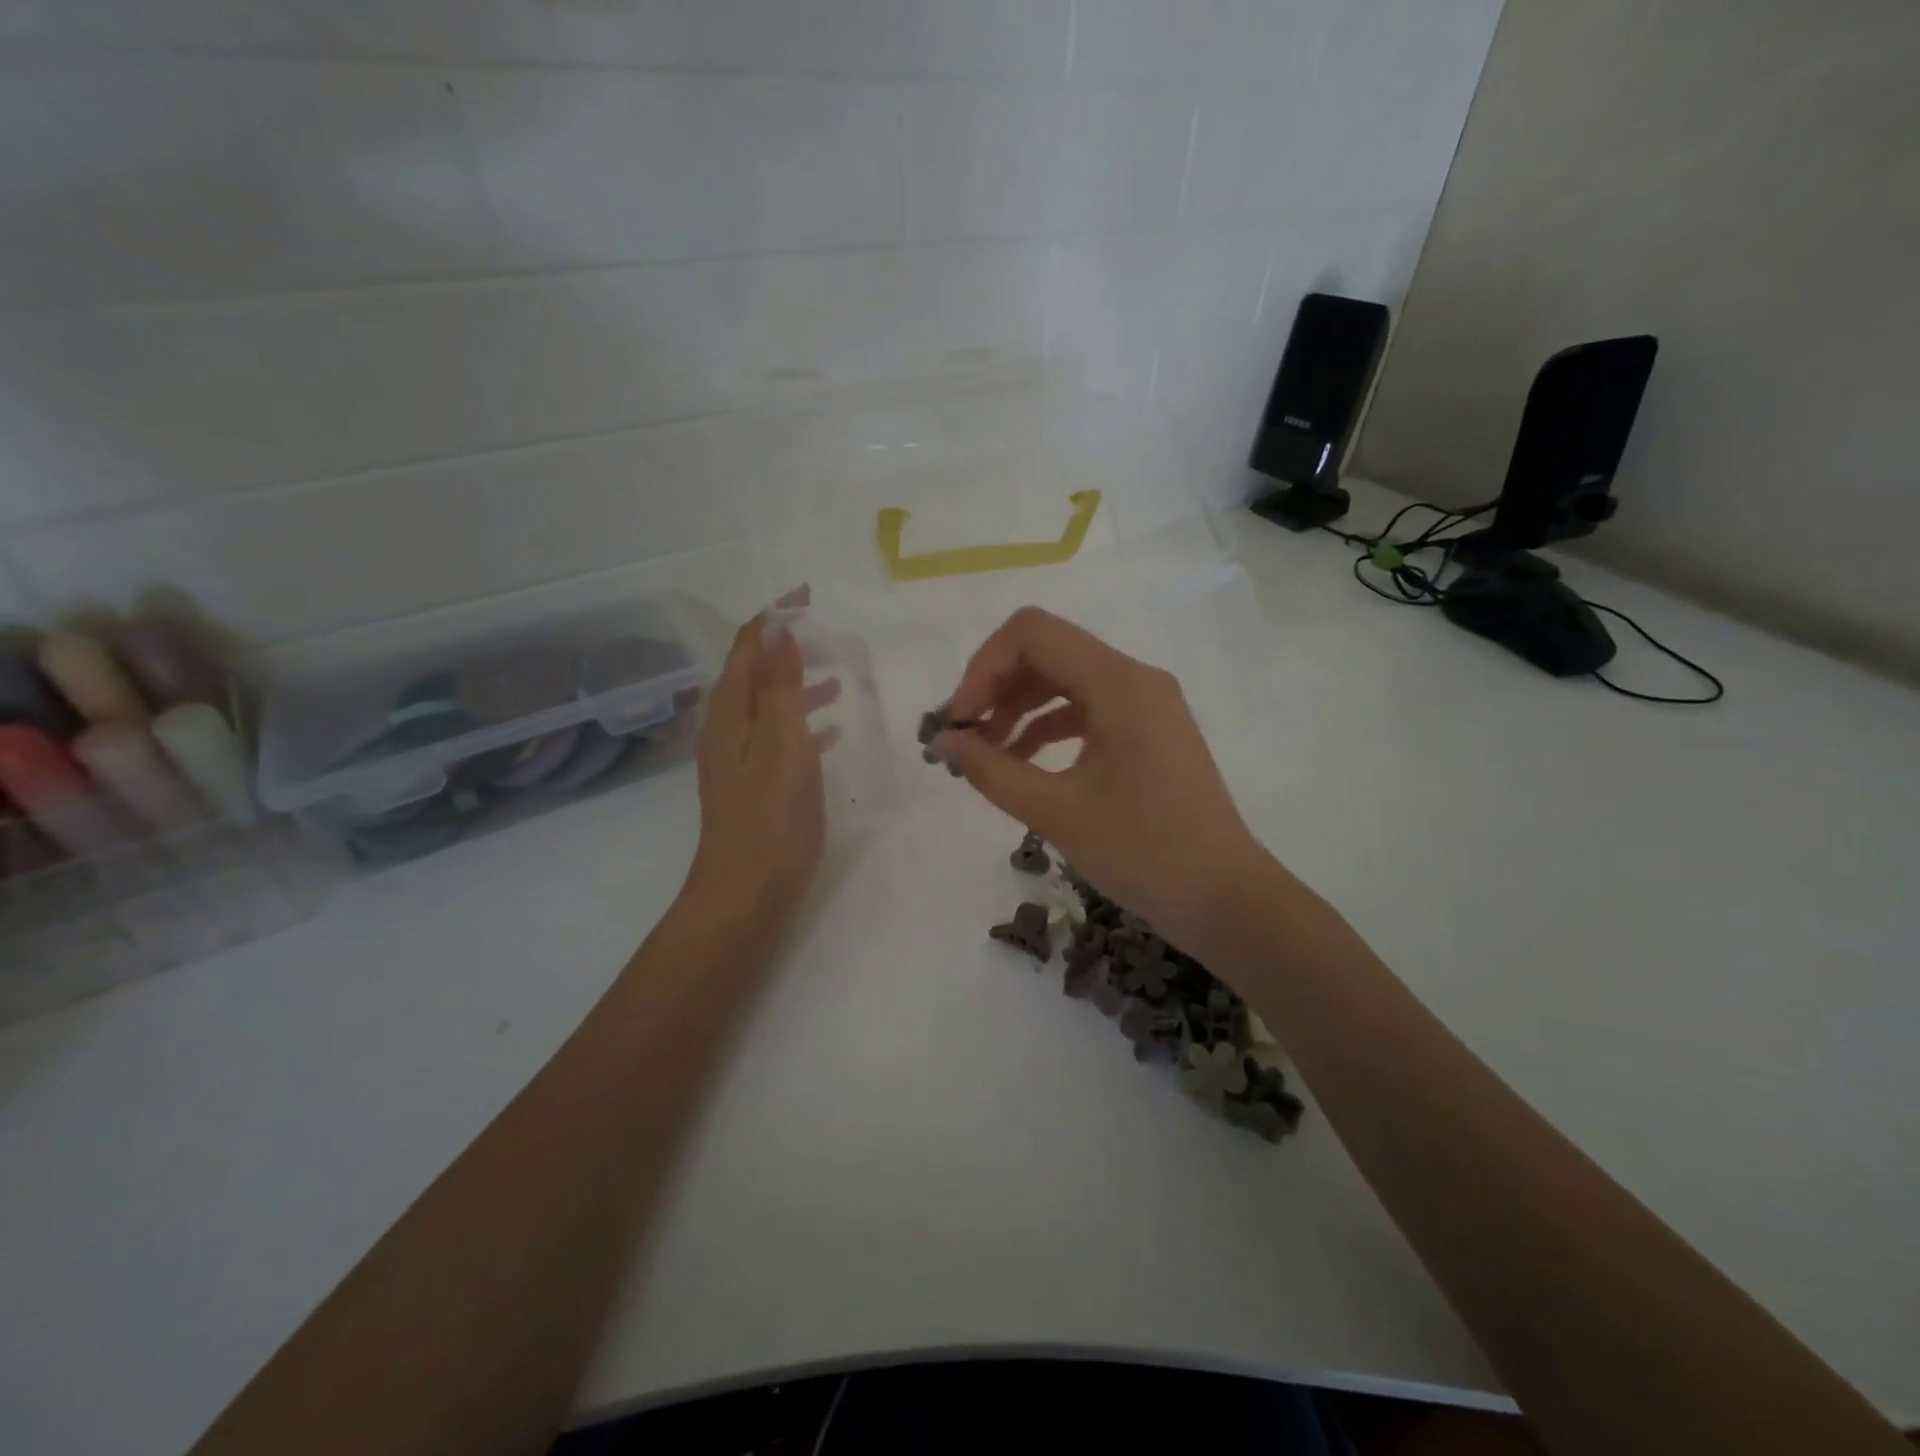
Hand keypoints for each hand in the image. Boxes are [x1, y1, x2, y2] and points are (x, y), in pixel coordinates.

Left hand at [682, 591, 838, 930]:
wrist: (746, 895)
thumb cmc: (770, 818)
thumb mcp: (782, 744)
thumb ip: (781, 687)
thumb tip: (776, 629)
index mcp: (729, 714)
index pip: (748, 648)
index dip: (774, 618)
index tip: (808, 596)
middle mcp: (727, 729)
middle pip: (755, 673)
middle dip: (788, 649)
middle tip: (831, 638)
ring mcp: (739, 759)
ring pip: (769, 706)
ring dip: (799, 686)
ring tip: (839, 680)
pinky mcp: (754, 784)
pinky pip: (779, 737)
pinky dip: (803, 723)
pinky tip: (831, 732)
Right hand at [934, 606, 1269, 956]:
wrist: (1225, 898)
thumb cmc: (1143, 853)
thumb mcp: (1055, 811)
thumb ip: (990, 769)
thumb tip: (941, 741)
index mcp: (1118, 682)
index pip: (1031, 633)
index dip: (982, 668)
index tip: (958, 722)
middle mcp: (1135, 677)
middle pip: (1047, 651)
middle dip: (996, 687)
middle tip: (963, 738)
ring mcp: (1146, 702)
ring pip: (1064, 680)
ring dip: (1018, 708)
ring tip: (985, 756)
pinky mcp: (1149, 729)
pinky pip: (1087, 708)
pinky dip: (1048, 727)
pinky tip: (1022, 763)